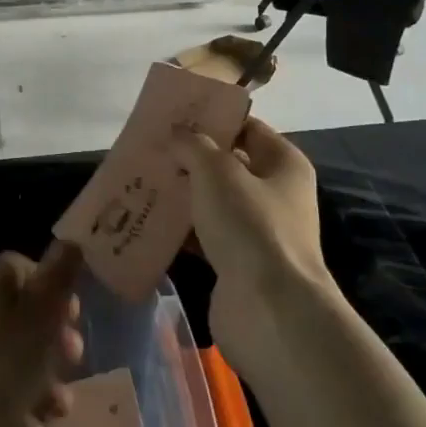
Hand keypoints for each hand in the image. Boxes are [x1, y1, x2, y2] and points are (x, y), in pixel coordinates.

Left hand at [0, 244, 85, 426]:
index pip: (23, 269)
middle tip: (74, 364)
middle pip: (18, 316)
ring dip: (39, 381)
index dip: (54, 290)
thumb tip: (71, 240)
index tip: (74, 317)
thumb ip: (60, 276)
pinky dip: (13, 408)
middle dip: (52, 343)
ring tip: (60, 412)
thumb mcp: (41, 316)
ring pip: (6, 357)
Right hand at [171, 117, 332, 370]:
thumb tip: (177, 134)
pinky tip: (148, 220)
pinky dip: (180, 229)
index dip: (213, 119)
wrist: (269, 311)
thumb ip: (193, 145)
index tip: (174, 115)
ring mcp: (257, 232)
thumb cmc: (250, 226)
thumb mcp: (217, 171)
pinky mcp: (237, 263)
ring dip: (181, 194)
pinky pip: (204, 236)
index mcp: (284, 164)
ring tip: (141, 180)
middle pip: (227, 166)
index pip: (247, 127)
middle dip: (190, 158)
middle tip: (151, 148)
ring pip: (212, 202)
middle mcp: (275, 194)